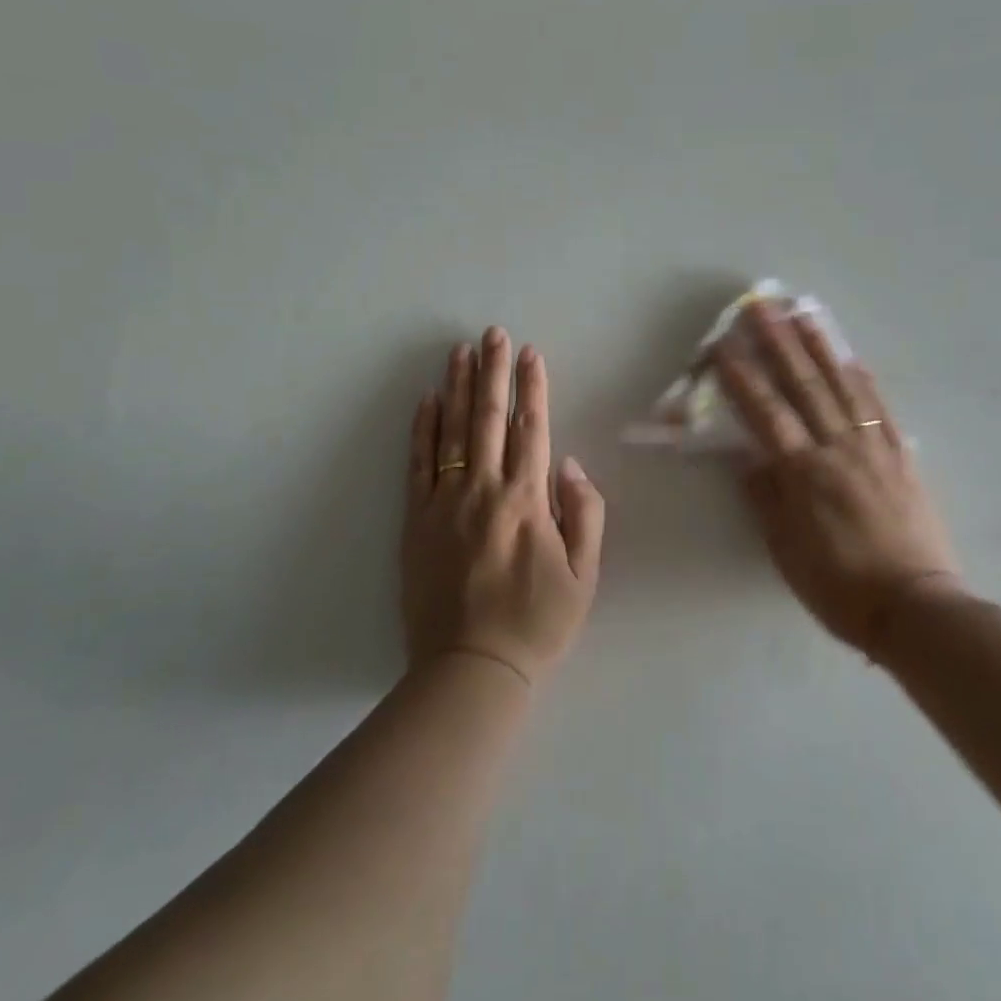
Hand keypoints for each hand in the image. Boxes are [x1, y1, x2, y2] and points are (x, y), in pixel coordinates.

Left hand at [401, 328, 605, 687]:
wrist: (471, 668)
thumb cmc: (536, 623)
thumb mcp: (585, 576)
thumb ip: (585, 515)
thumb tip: (571, 465)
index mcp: (527, 501)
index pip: (531, 429)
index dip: (532, 388)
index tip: (530, 353)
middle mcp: (483, 490)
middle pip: (488, 418)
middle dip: (492, 371)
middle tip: (492, 333)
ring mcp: (444, 503)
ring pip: (450, 431)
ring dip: (456, 387)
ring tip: (459, 351)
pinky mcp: (415, 521)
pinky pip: (418, 464)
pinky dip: (422, 429)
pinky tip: (426, 401)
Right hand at [716, 302, 966, 653]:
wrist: (917, 608)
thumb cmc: (840, 587)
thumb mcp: (787, 552)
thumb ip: (766, 501)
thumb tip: (749, 462)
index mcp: (804, 475)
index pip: (766, 414)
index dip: (742, 378)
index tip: (724, 346)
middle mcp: (838, 450)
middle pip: (803, 387)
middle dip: (778, 343)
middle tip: (761, 307)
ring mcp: (874, 449)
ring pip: (843, 387)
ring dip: (820, 347)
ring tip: (803, 313)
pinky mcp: (901, 457)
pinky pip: (880, 409)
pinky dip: (864, 379)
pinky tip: (851, 357)